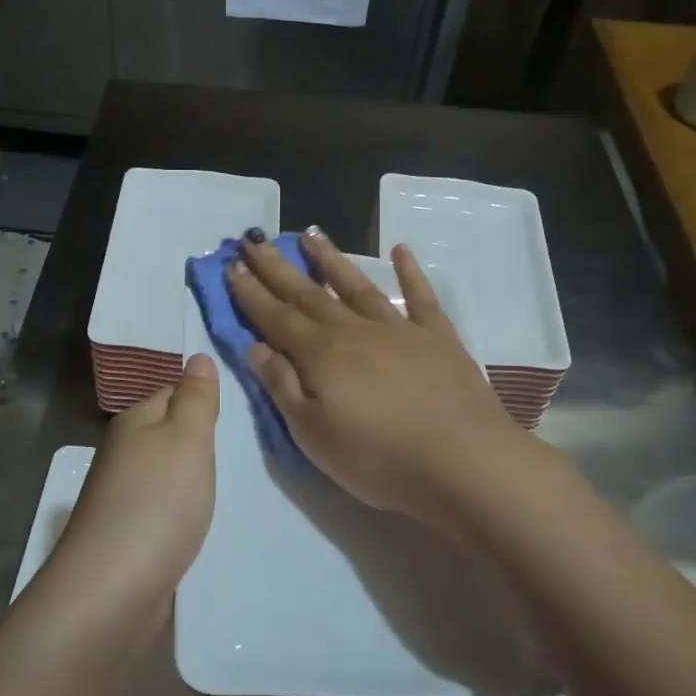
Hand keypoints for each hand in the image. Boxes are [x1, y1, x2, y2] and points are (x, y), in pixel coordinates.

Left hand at [52, 353, 219, 602]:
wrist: (112, 592)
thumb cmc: (156, 503)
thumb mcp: (186, 438)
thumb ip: (196, 398)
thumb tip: (198, 357)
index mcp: (133, 423)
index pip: (173, 393)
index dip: (205, 400)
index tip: (244, 412)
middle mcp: (124, 455)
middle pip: (171, 436)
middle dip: (206, 444)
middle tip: (250, 451)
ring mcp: (124, 498)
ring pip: (170, 476)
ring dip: (198, 481)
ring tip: (238, 487)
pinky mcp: (131, 537)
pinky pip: (168, 511)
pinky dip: (188, 514)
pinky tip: (209, 524)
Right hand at [228, 230, 517, 527]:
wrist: (464, 461)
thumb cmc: (379, 458)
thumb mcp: (313, 434)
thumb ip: (283, 386)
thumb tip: (257, 347)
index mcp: (321, 354)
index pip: (275, 317)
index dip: (251, 293)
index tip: (231, 266)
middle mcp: (354, 330)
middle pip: (308, 294)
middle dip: (278, 268)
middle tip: (254, 240)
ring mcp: (399, 329)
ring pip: (356, 285)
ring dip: (331, 259)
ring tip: (310, 235)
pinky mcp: (437, 337)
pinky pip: (419, 296)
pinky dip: (409, 271)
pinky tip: (401, 249)